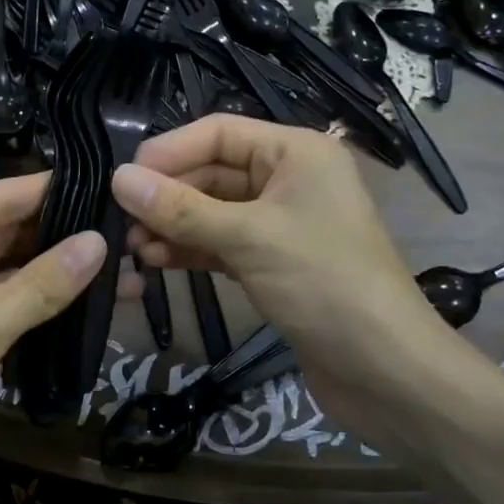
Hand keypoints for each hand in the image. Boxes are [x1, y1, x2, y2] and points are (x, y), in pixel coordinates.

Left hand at [0, 173, 105, 473]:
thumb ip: (44, 283)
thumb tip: (100, 242)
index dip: (50, 190)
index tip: (105, 183)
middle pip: (2, 230)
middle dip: (58, 233)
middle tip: (122, 228)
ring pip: (2, 266)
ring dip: (51, 269)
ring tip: (116, 262)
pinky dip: (32, 298)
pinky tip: (79, 296)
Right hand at [112, 115, 455, 406]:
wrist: (386, 372)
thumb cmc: (324, 284)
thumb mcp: (247, 238)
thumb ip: (180, 208)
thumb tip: (118, 179)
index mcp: (295, 152)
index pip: (218, 132)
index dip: (168, 152)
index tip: (122, 179)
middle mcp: (288, 178)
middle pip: (211, 172)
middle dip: (167, 196)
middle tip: (121, 222)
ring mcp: (280, 223)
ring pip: (211, 211)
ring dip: (172, 226)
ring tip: (133, 249)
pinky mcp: (273, 261)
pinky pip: (220, 243)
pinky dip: (190, 250)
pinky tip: (156, 263)